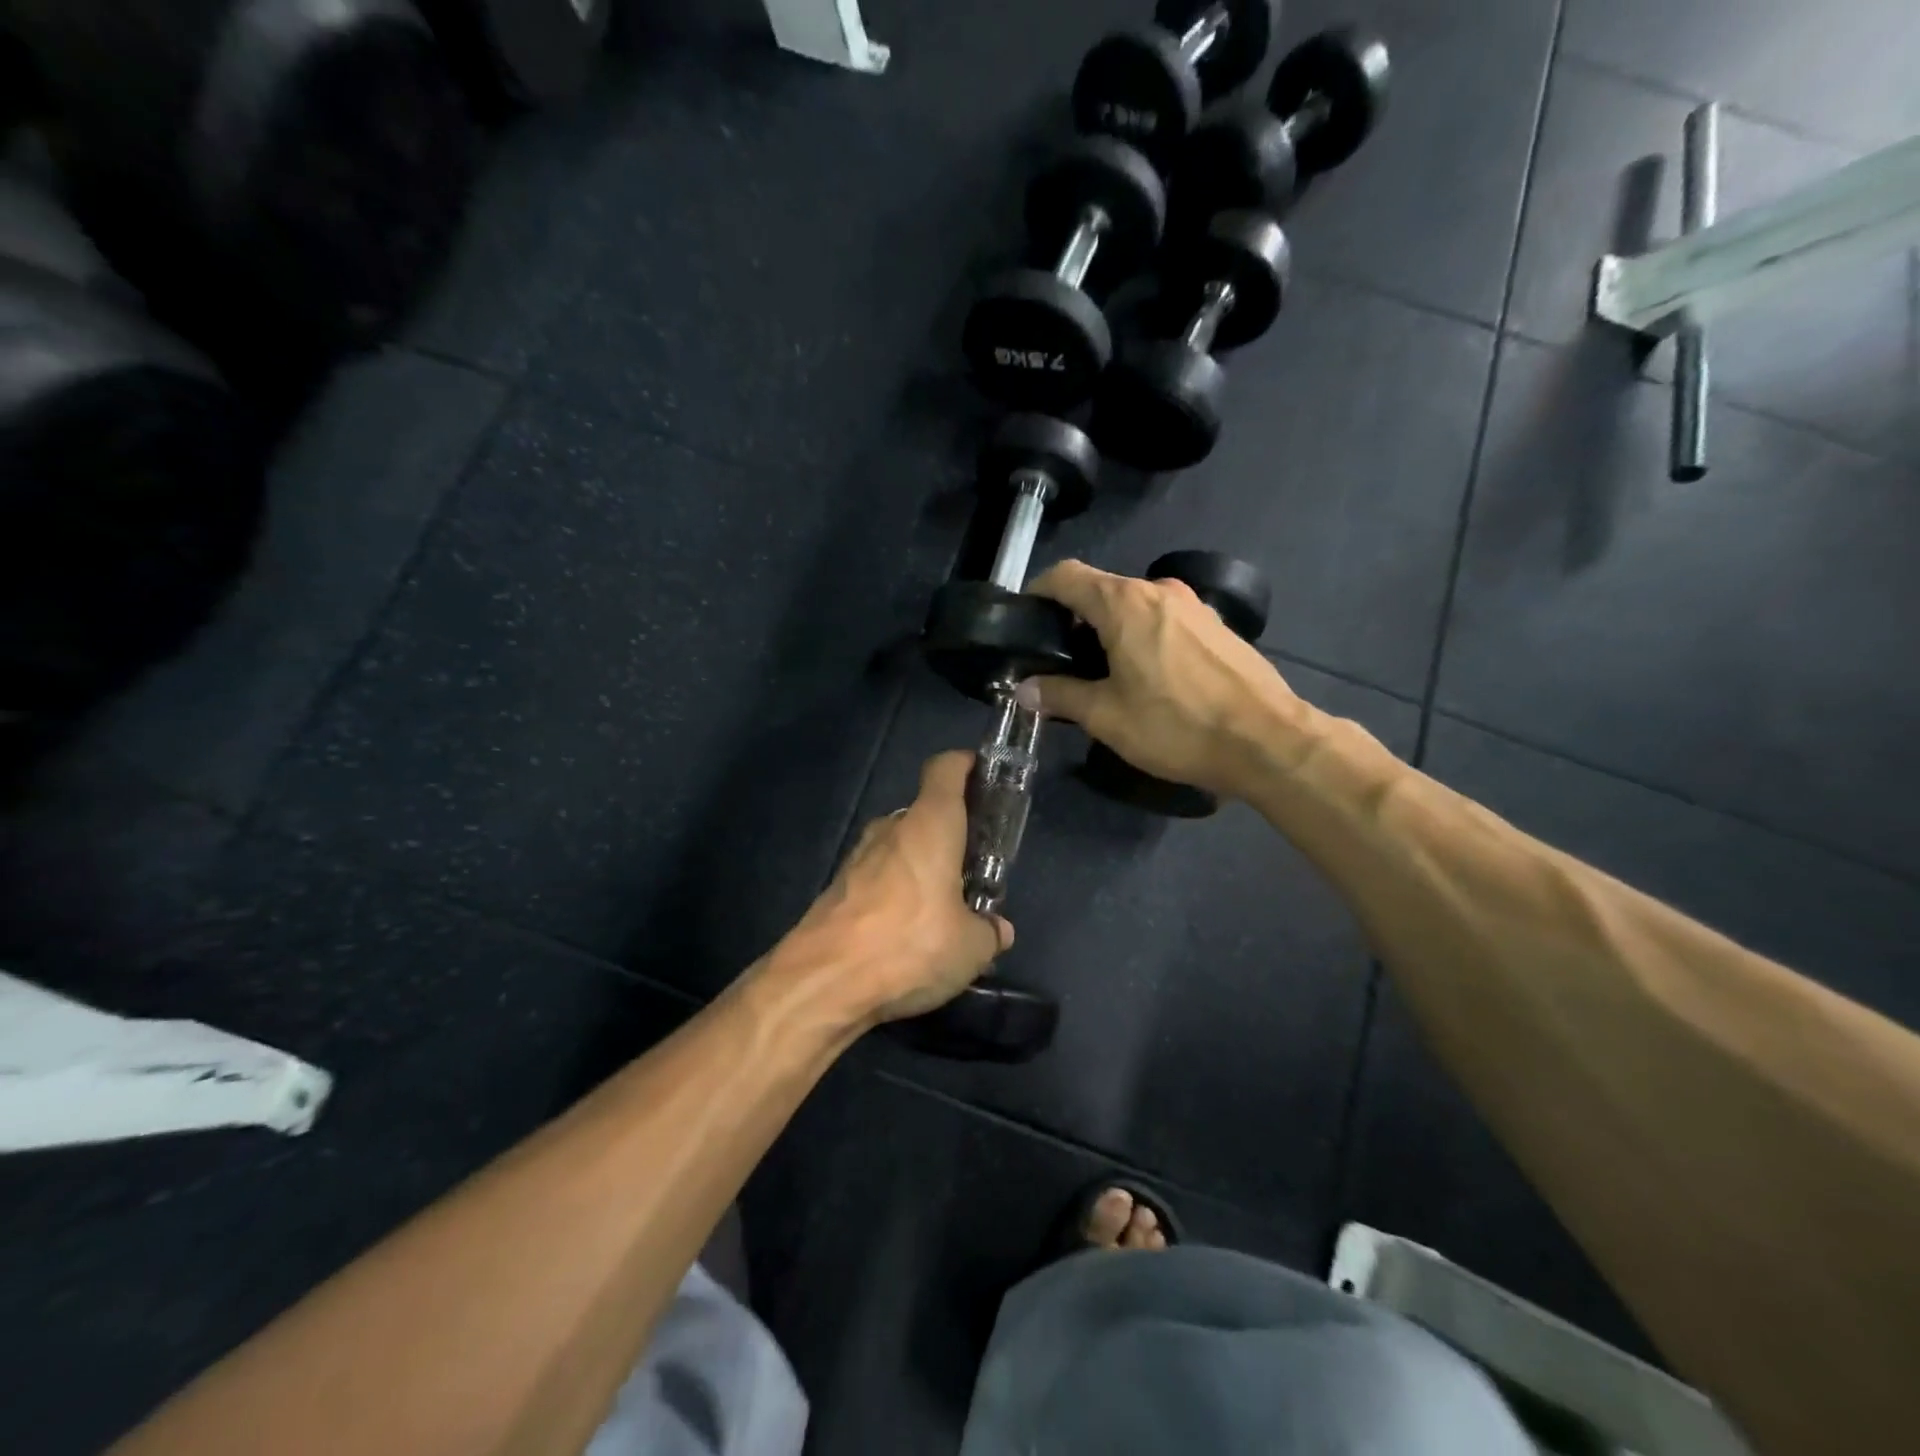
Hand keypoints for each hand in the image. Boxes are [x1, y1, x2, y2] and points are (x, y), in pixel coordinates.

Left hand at [778, 751, 1012, 1028]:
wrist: (823, 981)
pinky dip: (897, 891)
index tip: (985, 777)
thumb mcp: (970, 947)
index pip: (946, 769)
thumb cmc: (910, 944)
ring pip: (899, 846)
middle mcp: (891, 829)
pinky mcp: (837, 888)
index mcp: (930, 825)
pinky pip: (878, 877)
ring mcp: (858, 857)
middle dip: (950, 832)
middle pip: (925, 812)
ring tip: (943, 904)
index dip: (966, 765)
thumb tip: (997, 929)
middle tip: (973, 865)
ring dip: (922, 864)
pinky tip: (907, 931)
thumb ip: (989, 931)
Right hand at [1028, 559, 1302, 798]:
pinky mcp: (1216, 626)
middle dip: (1074, 618)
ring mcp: (1193, 606)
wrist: (1267, 741)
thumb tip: (1026, 689)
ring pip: (1135, 605)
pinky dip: (1143, 636)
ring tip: (1102, 673)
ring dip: (1110, 629)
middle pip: (1101, 589)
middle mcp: (1159, 590)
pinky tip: (1148, 677)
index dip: (1038, 591)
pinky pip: (1164, 620)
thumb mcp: (1106, 717)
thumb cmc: (1177, 725)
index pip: (1066, 575)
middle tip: (1061, 660)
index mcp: (1124, 603)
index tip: (1026, 620)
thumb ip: (1060, 695)